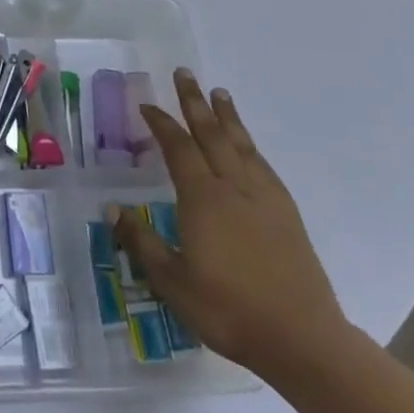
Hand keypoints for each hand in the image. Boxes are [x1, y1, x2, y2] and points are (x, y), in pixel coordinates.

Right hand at [109, 69, 348, 379]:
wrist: (302, 339)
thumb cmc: (228, 309)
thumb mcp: (172, 281)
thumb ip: (141, 242)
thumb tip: (111, 209)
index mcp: (203, 198)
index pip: (178, 148)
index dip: (161, 123)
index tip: (147, 104)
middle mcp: (234, 187)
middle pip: (212, 134)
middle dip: (195, 102)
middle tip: (185, 73)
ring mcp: (264, 198)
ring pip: (241, 145)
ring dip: (227, 116)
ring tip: (218, 93)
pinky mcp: (286, 214)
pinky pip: (262, 165)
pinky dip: (249, 145)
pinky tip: (247, 145)